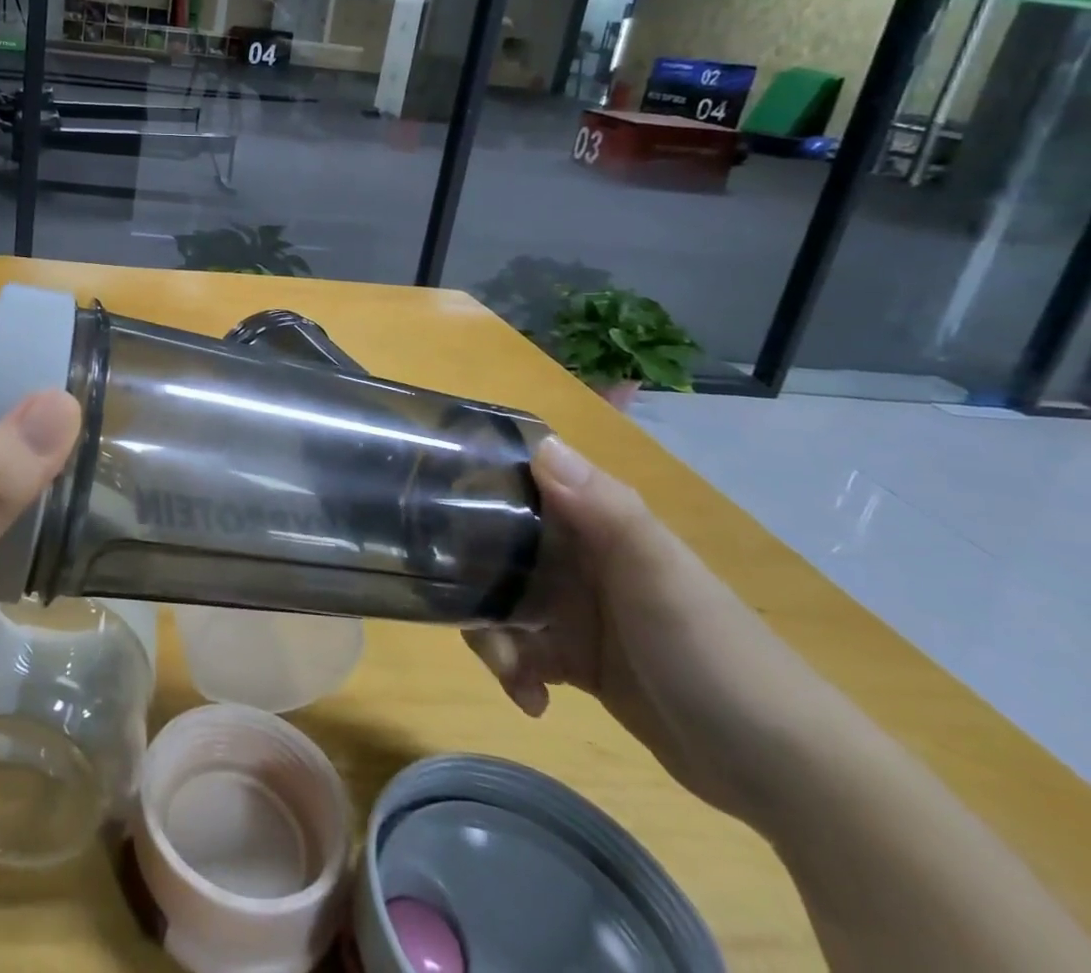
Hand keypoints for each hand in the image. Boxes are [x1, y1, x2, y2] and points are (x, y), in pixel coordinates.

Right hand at [466, 438, 826, 822]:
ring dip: (492, 634)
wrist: (785, 772)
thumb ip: (603, 509)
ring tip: (509, 670)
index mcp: (598, 525)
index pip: (524, 486)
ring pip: (504, 604)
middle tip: (466, 610)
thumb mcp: (659, 575)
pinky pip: (525, 654)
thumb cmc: (715, 654)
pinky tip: (533, 701)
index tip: (430, 500)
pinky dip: (518, 674)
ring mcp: (580, 613)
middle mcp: (583, 560)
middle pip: (500, 549)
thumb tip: (539, 444)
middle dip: (474, 578)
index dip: (477, 485)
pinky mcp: (580, 662)